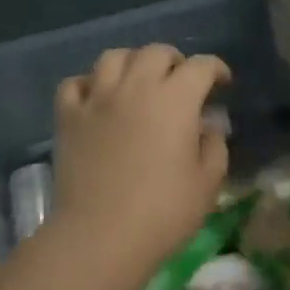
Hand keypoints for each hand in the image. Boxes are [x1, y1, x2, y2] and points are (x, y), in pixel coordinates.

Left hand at [52, 45, 231, 264]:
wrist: (100, 237)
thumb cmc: (163, 212)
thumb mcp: (207, 183)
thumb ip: (214, 146)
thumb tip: (208, 125)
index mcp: (176, 99)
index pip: (201, 66)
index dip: (216, 69)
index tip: (222, 83)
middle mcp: (136, 87)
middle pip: (156, 52)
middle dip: (175, 61)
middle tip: (181, 82)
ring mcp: (98, 99)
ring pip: (114, 57)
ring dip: (132, 63)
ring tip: (138, 82)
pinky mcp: (68, 117)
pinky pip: (75, 83)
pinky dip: (89, 84)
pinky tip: (98, 99)